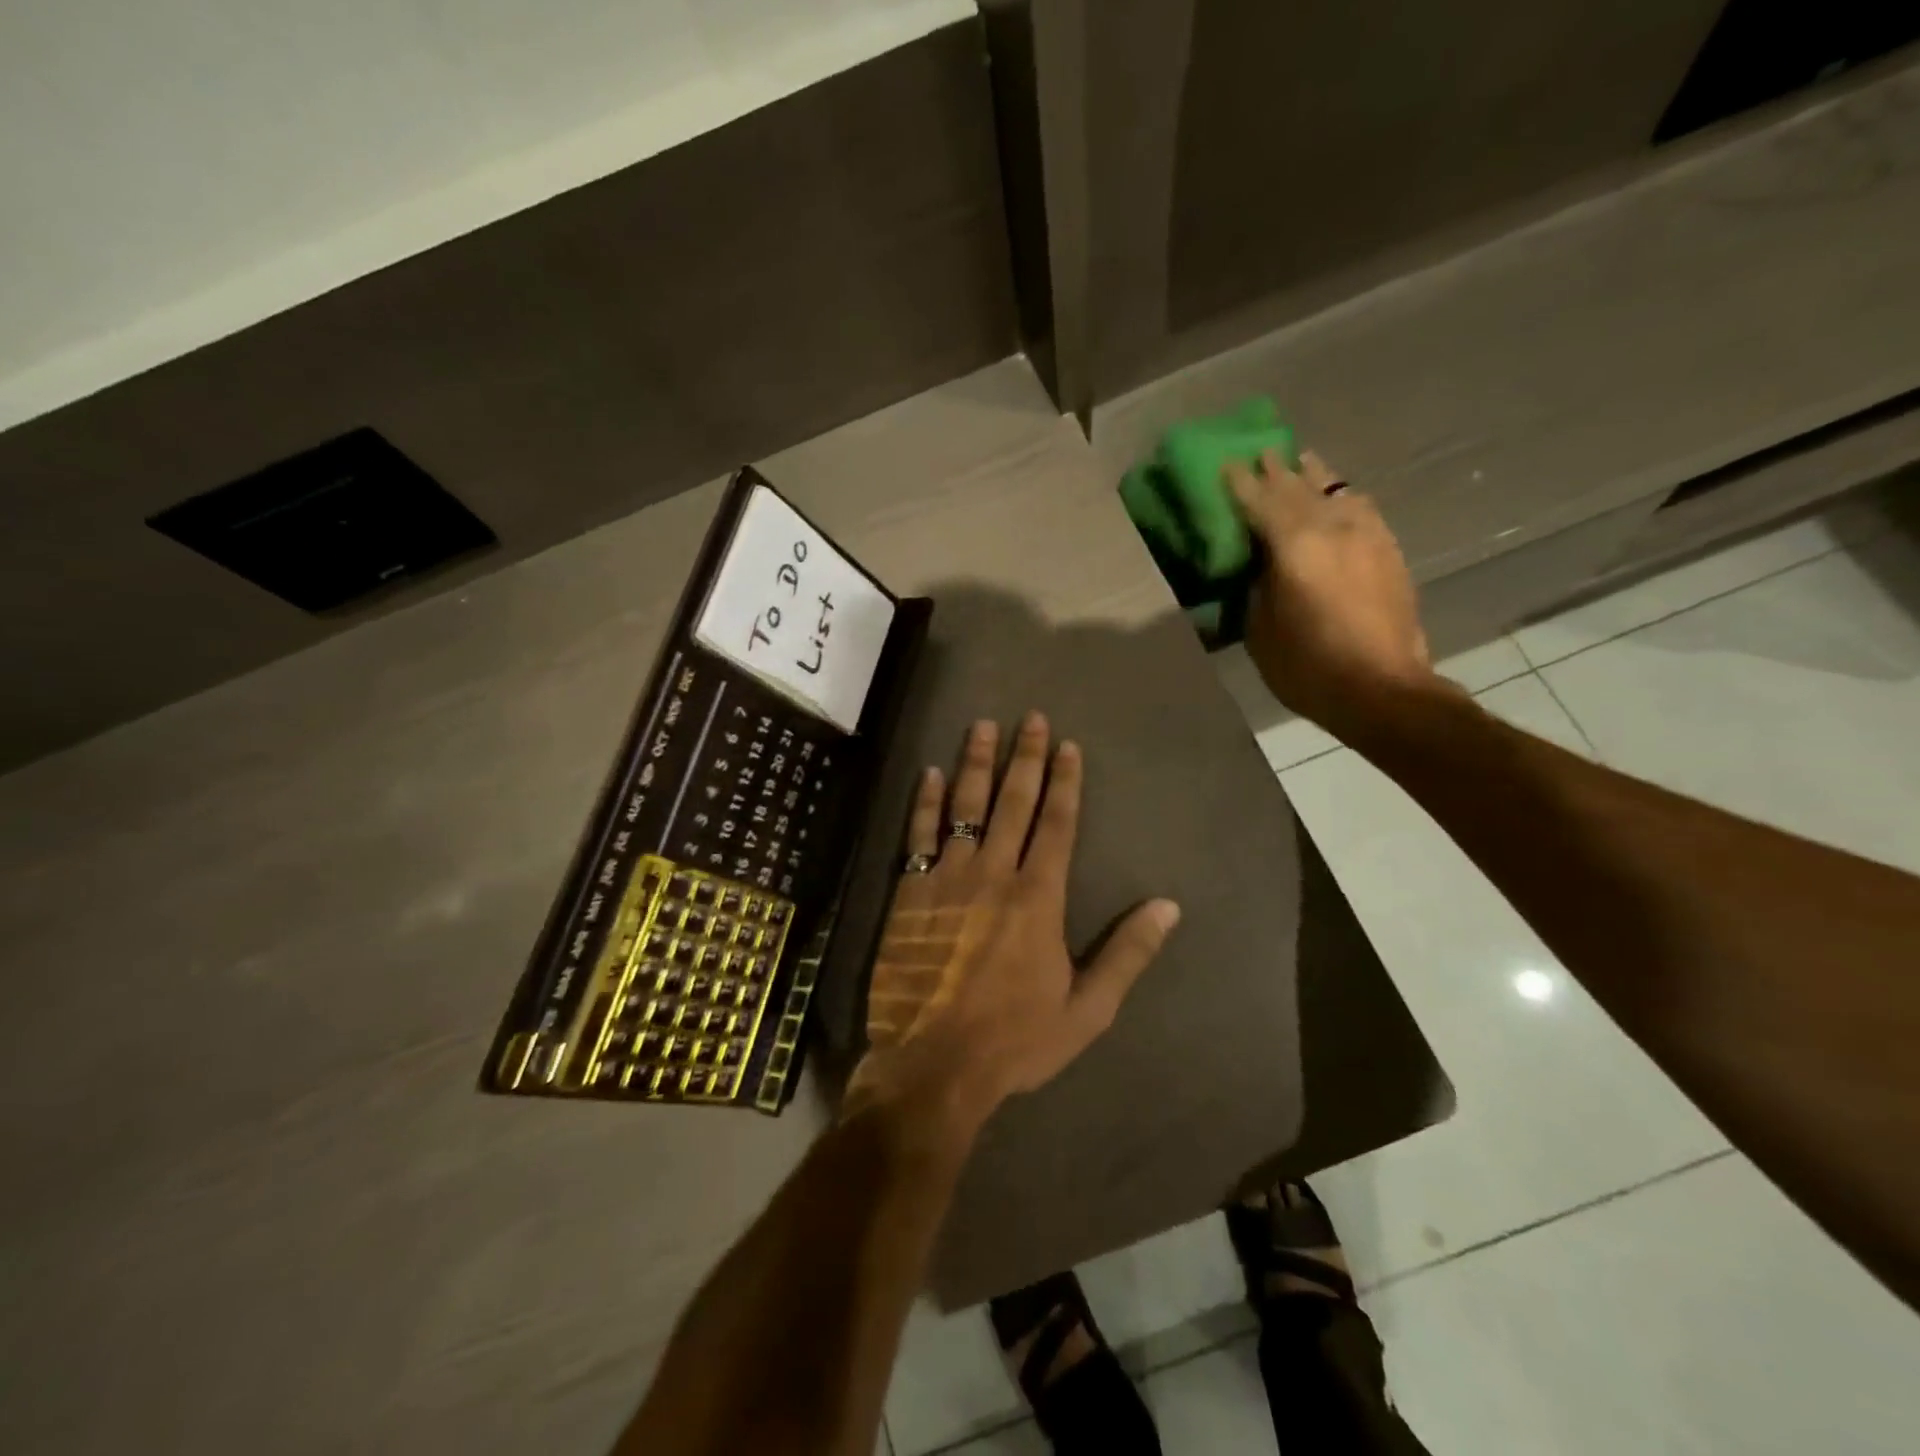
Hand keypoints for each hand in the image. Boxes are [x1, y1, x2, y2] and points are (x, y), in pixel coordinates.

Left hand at [845, 713, 1180, 1132]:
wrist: (934, 1064)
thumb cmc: (1015, 1040)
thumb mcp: (1087, 1009)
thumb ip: (1128, 954)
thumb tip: (1168, 906)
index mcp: (1038, 898)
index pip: (1056, 824)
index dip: (1064, 782)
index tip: (1067, 746)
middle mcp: (994, 874)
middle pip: (1012, 803)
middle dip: (1025, 758)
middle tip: (1030, 718)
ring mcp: (947, 879)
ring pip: (964, 808)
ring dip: (975, 764)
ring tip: (982, 727)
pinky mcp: (910, 892)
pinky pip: (918, 835)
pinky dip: (924, 802)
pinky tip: (930, 773)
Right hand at [1227, 450, 1439, 739]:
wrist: (1381, 690)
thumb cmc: (1307, 667)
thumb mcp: (1260, 629)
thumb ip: (1257, 585)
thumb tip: (1258, 563)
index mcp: (1295, 546)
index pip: (1259, 501)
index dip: (1239, 481)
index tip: (1225, 462)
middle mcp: (1333, 527)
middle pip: (1298, 487)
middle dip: (1275, 469)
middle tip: (1259, 452)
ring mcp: (1367, 534)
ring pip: (1335, 490)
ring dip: (1313, 475)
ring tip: (1299, 462)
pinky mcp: (1388, 549)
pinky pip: (1360, 507)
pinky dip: (1340, 497)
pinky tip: (1336, 498)